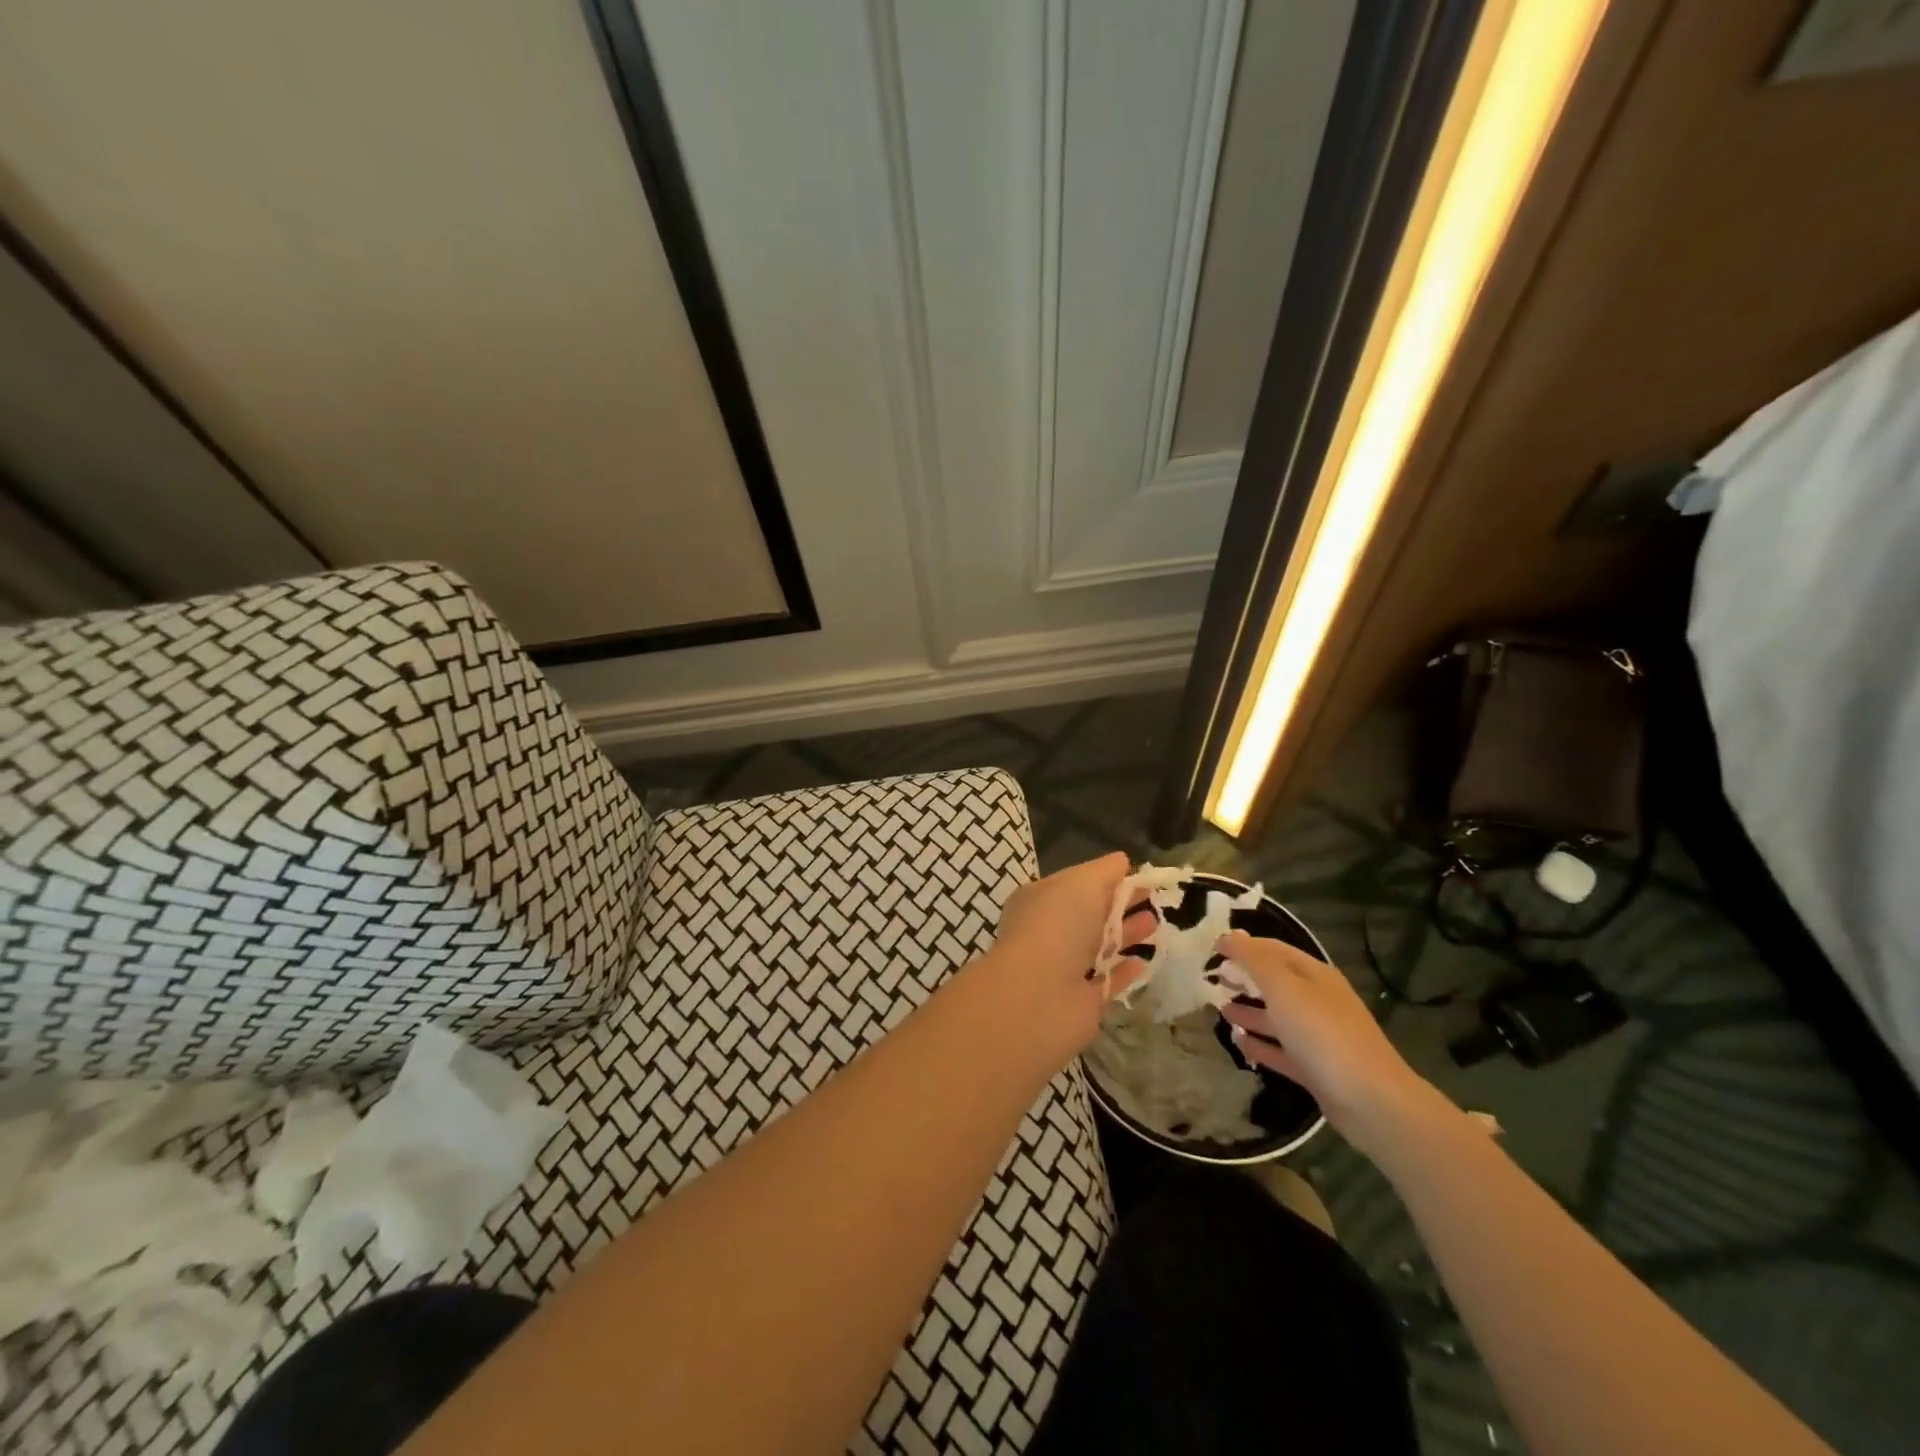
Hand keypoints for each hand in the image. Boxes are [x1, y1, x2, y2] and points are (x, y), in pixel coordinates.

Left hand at [984, 852, 1154, 1055]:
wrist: (1038, 995)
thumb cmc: (1057, 926)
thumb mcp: (1081, 883)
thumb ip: (1104, 871)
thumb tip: (1122, 860)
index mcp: (1041, 899)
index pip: (1077, 883)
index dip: (1107, 878)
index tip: (1139, 875)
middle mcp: (1049, 931)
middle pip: (1091, 913)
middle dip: (1121, 904)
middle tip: (1154, 897)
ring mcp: (1064, 967)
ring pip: (1100, 946)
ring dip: (1127, 934)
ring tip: (1156, 924)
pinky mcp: (1081, 1001)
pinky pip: (1107, 981)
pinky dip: (1124, 971)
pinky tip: (1144, 962)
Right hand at [1216, 931, 1446, 1155]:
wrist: (1371, 1101)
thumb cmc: (1323, 1033)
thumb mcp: (1284, 988)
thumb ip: (1254, 960)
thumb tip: (1230, 936)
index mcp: (1314, 975)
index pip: (1274, 949)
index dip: (1244, 946)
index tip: (1213, 950)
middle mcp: (1317, 1000)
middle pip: (1276, 983)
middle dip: (1245, 979)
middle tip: (1212, 981)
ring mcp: (1318, 1036)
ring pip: (1277, 1017)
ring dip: (1249, 1012)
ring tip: (1219, 1011)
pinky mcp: (1315, 1068)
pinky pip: (1281, 1050)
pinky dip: (1260, 1045)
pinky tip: (1239, 1044)